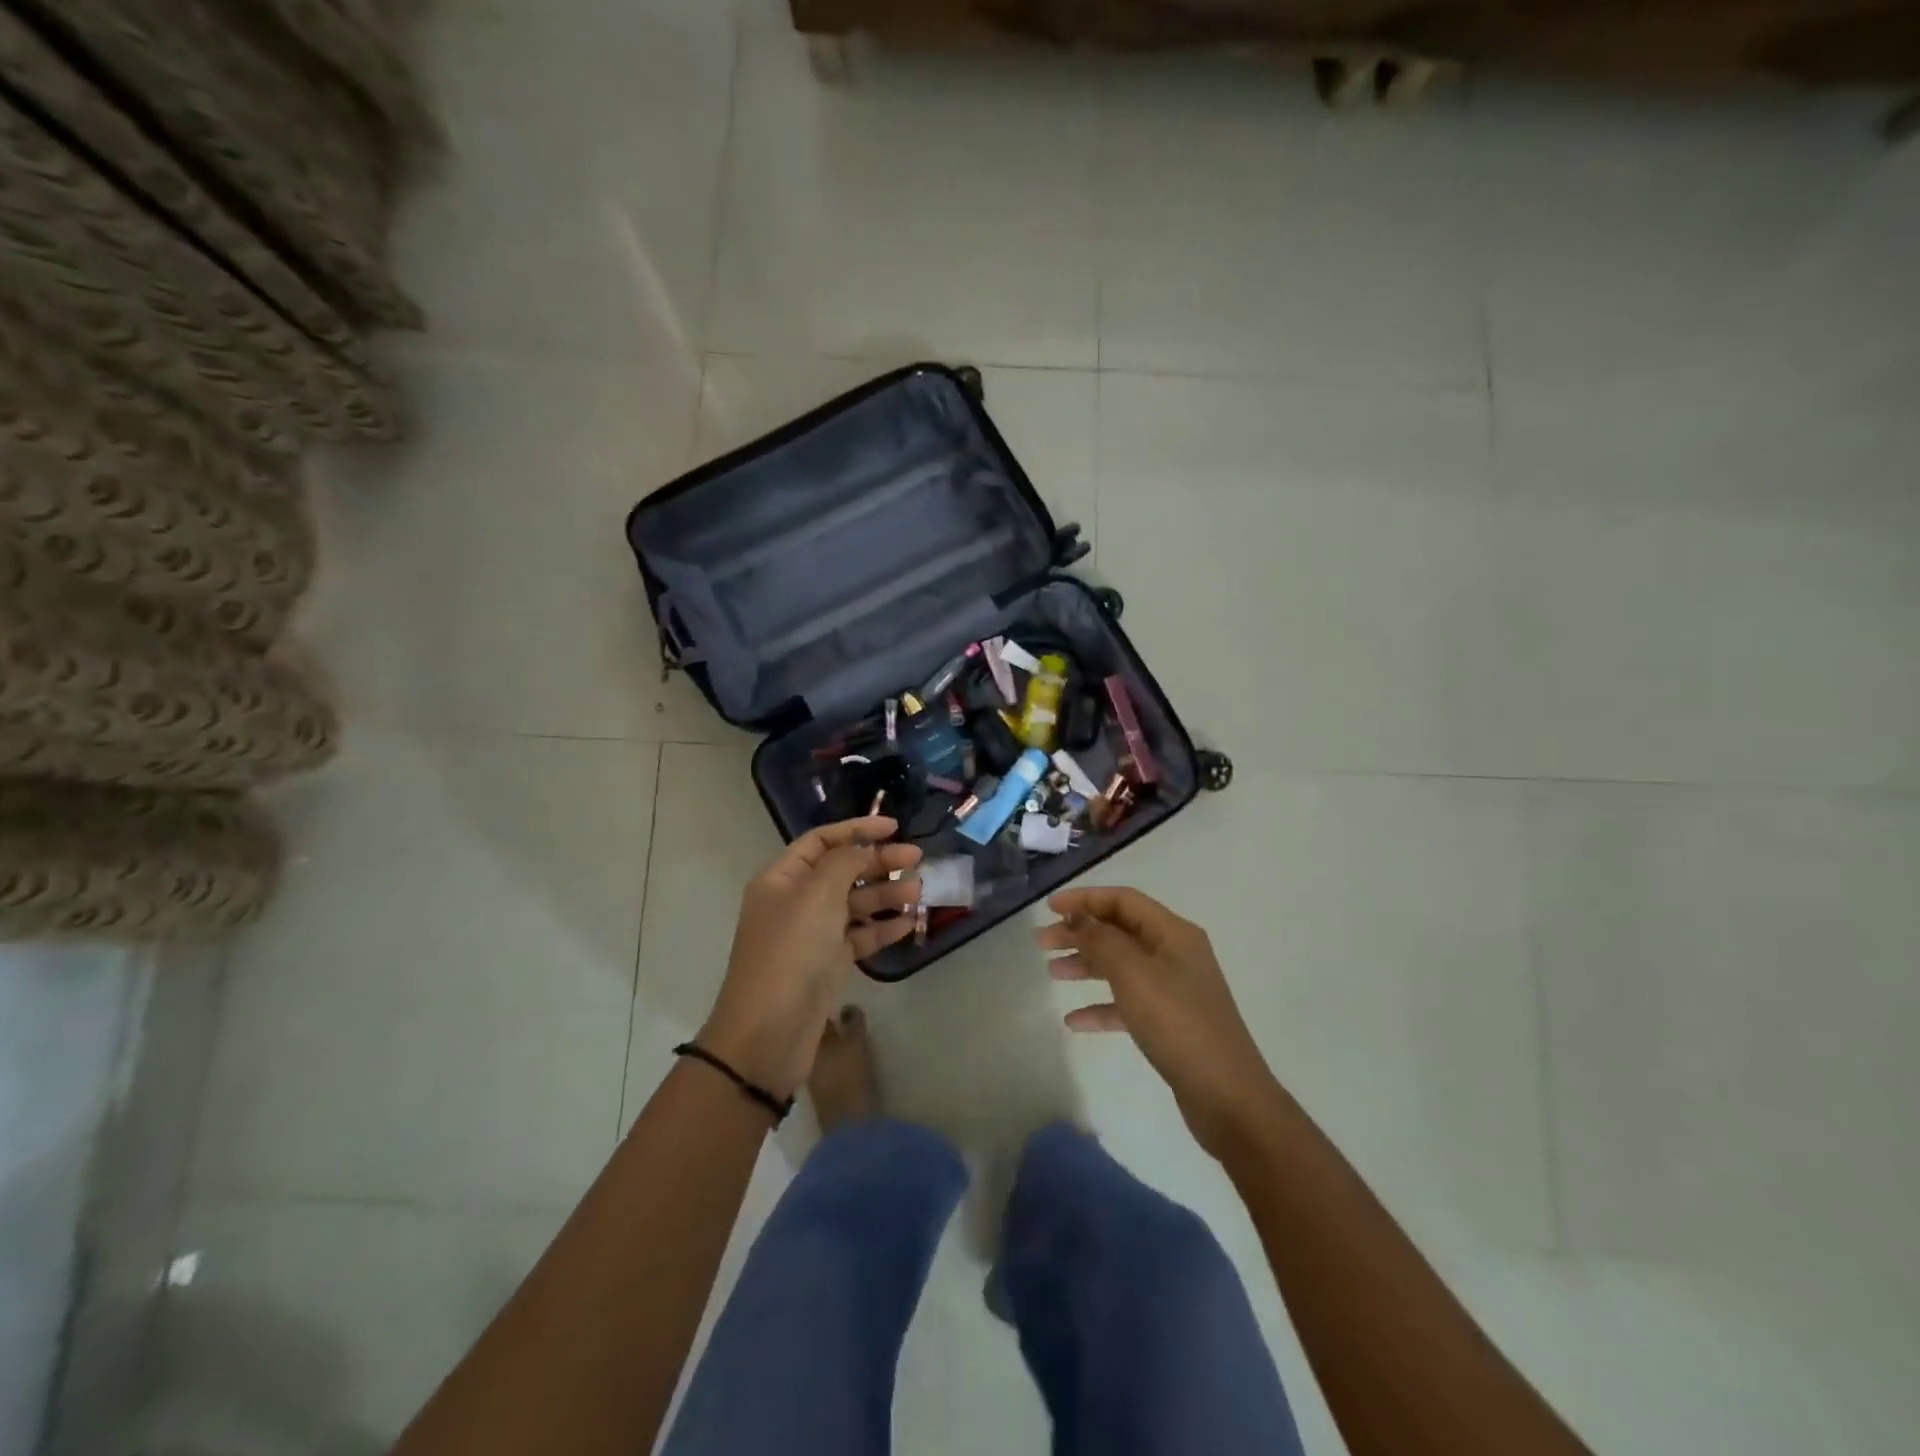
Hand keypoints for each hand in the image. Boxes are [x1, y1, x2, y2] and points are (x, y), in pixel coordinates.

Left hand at [698, 816, 921, 1101]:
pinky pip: (860, 936)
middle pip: (843, 870)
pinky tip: (909, 924)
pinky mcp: (828, 963)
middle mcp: (796, 901)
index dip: (857, 830)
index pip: (822, 841)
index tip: (893, 827)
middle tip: (917, 860)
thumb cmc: (791, 953)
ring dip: (886, 896)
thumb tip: (864, 848)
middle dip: (879, 863)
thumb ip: (845, 863)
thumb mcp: (817, 896)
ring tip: (919, 893)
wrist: (768, 1033)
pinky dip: (883, 928)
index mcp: (782, 878)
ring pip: (855, 904)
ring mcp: (813, 934)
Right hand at [1038, 886, 1282, 1157]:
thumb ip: (1102, 940)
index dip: (1085, 899)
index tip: (1049, 909)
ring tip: (1052, 973)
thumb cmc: (1178, 1024)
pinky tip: (1074, 1021)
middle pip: (1119, 931)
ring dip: (1086, 965)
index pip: (1123, 900)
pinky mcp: (1170, 1022)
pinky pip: (1128, 1003)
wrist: (1228, 1097)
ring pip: (1121, 966)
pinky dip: (1101, 1006)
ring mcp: (1174, 989)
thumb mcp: (1134, 975)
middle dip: (1080, 933)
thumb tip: (1080, 918)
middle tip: (1041, 943)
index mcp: (1173, 933)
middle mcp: (1175, 954)